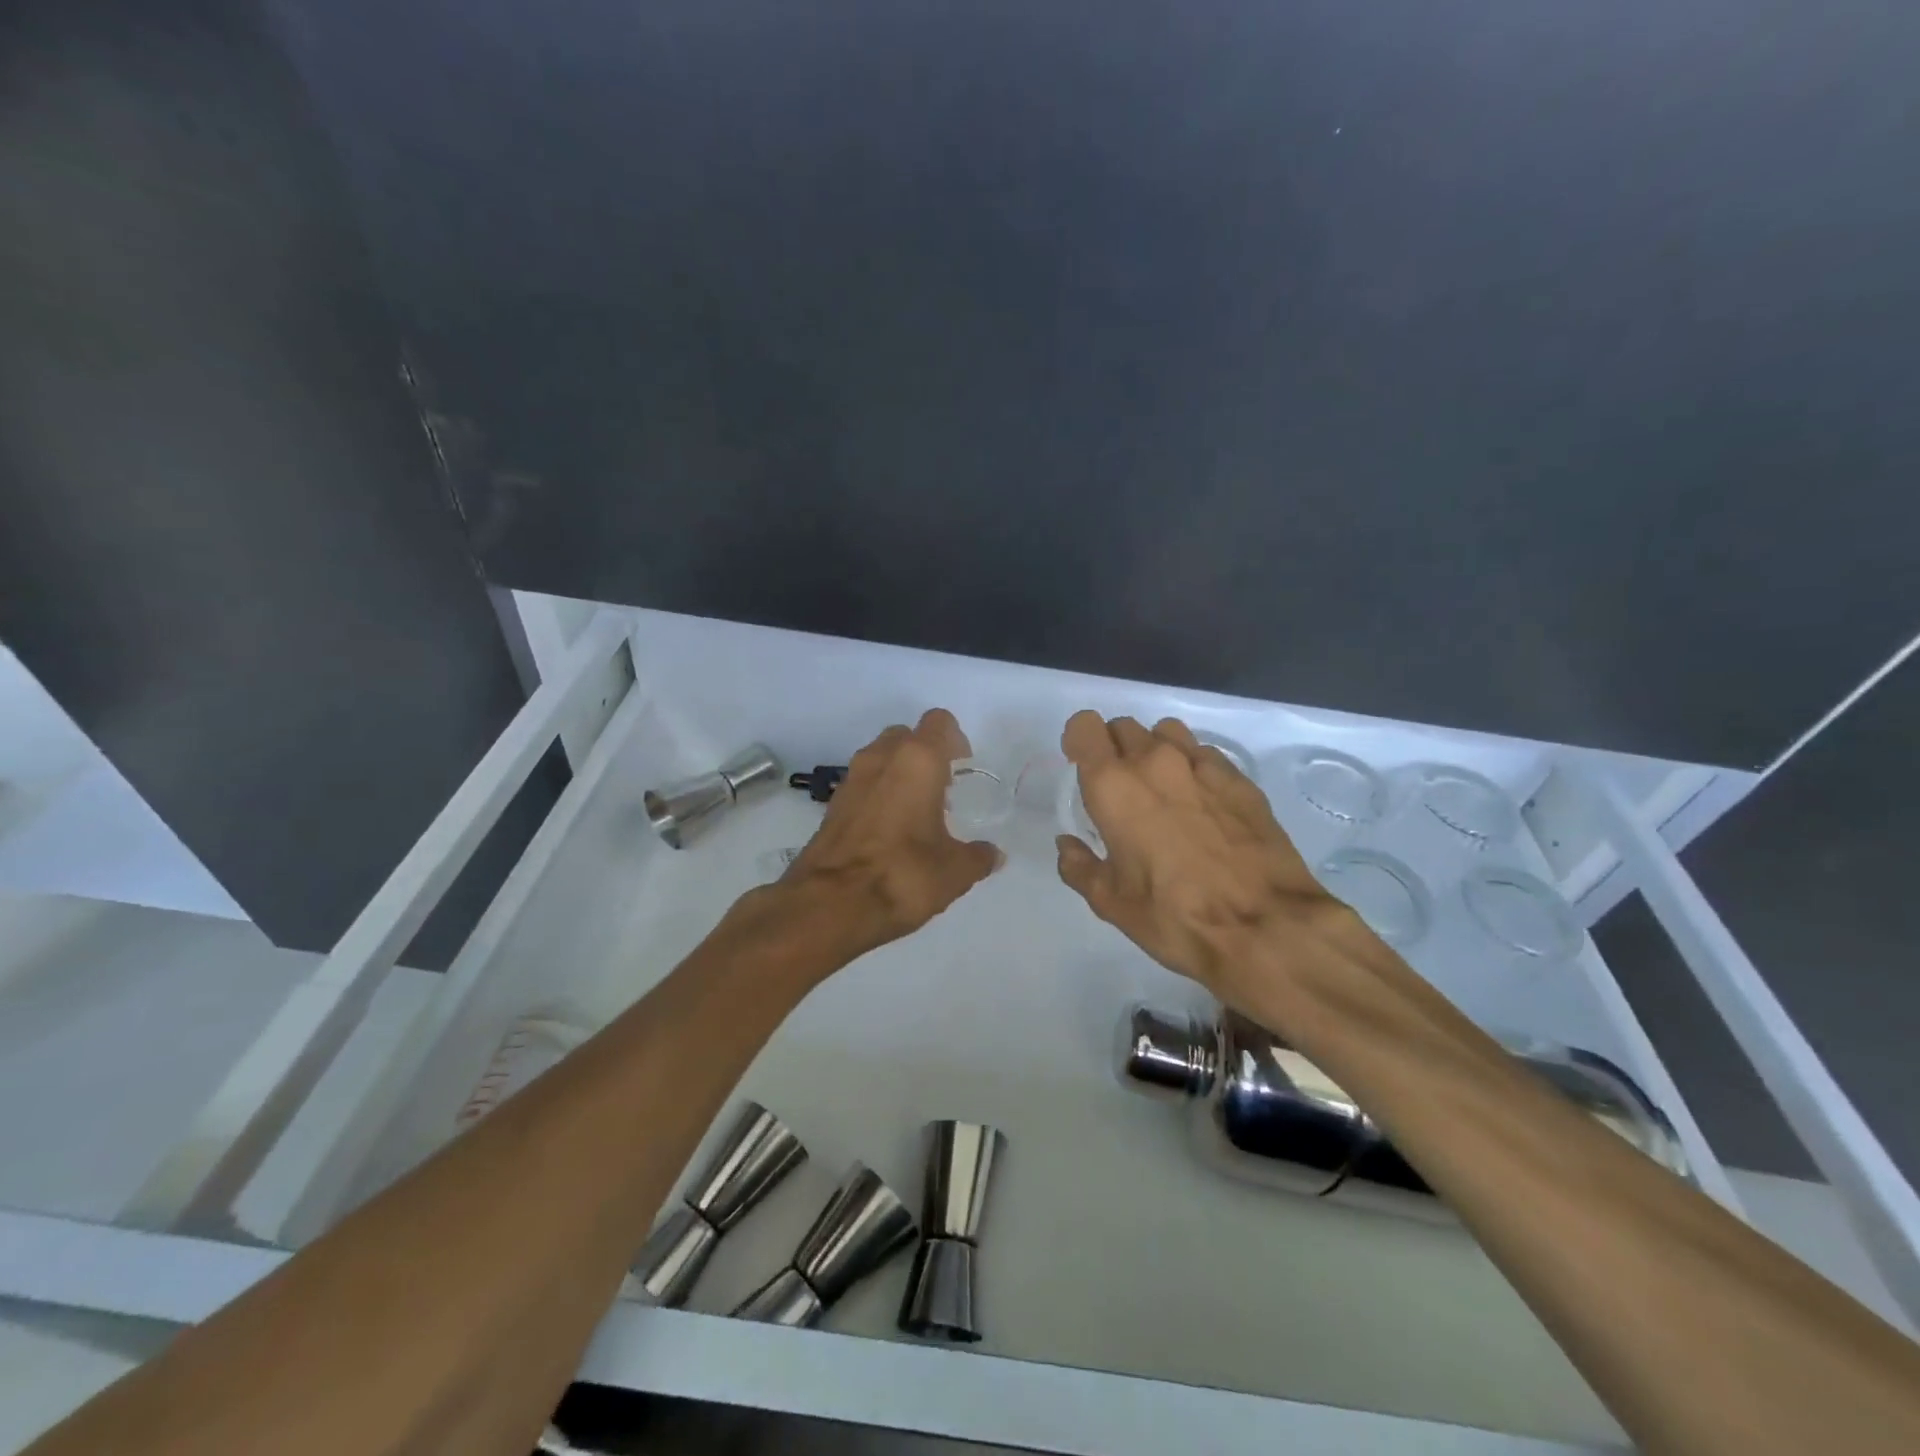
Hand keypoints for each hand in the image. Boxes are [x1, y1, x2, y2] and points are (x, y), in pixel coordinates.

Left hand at [777, 708, 998, 958]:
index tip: (963, 767)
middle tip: (941, 789)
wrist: (830, 904)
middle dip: (925, 755)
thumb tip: (993, 855)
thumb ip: (978, 856)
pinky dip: (878, 795)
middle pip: (907, 736)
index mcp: (918, 760)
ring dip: (900, 773)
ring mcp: (851, 779)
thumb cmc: (903, 874)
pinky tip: (890, 832)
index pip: (939, 723)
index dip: (955, 739)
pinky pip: (863, 784)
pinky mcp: (832, 804)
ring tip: (917, 814)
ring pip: (880, 758)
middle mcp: (881, 758)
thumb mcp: (955, 871)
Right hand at [1055, 711, 1380, 1017]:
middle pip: (1124, 727)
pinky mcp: (1239, 777)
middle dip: (1114, 748)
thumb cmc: (1174, 915)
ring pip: (1166, 732)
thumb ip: (1079, 867)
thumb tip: (1067, 846)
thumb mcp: (1111, 903)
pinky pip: (1204, 753)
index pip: (1085, 726)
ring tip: (1160, 787)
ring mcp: (1201, 764)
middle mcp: (1154, 761)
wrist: (1264, 926)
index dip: (1078, 740)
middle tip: (1119, 788)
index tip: (1080, 764)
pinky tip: (1201, 802)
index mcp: (1113, 786)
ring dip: (1154, 749)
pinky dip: (1192, 766)